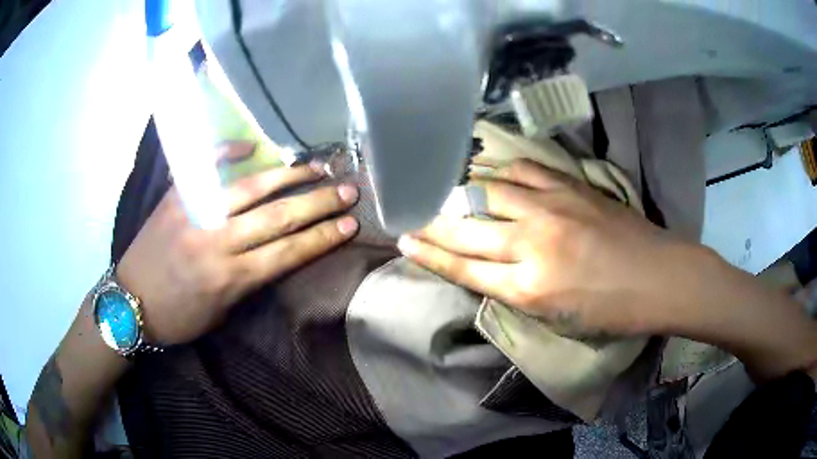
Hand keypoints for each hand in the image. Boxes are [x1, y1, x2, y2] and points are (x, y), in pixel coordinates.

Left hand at [116, 149, 359, 344]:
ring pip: (250, 188)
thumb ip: (249, 279)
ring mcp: (194, 213)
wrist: (130, 301)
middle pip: (278, 217)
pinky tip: (253, 147)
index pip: (288, 252)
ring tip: (317, 167)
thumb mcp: (221, 312)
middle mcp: (216, 242)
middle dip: (319, 203)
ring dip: (289, 175)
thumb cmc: (178, 317)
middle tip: (348, 190)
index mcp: (229, 278)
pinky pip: (206, 167)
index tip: (351, 224)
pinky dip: (229, 153)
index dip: (323, 238)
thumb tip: (275, 249)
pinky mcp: (176, 197)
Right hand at [398, 158, 688, 336]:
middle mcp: (532, 243)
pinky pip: (522, 170)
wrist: (658, 276)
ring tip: (442, 191)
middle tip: (409, 213)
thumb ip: (515, 292)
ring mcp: (551, 207)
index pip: (462, 267)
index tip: (403, 240)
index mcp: (529, 288)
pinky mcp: (570, 186)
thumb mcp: (556, 319)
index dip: (428, 253)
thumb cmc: (610, 310)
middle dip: (431, 222)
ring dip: (460, 193)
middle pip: (466, 228)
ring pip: (488, 192)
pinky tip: (490, 175)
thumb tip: (484, 267)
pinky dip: (500, 173)